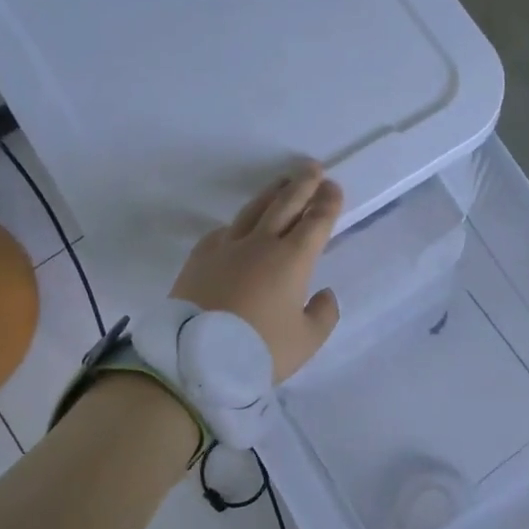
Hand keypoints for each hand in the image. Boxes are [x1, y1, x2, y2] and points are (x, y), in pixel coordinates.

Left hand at [172, 163, 343, 382]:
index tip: (334, 187)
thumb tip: (324, 294)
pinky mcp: (199, 259)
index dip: (327, 203)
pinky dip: (239, 223)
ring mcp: (226, 248)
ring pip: (253, 211)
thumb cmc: (259, 351)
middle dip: (303, 185)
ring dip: (271, 193)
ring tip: (282, 182)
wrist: (194, 360)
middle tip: (312, 168)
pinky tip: (240, 225)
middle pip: (285, 205)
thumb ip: (323, 315)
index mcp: (292, 260)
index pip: (316, 222)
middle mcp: (260, 244)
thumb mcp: (306, 341)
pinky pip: (223, 231)